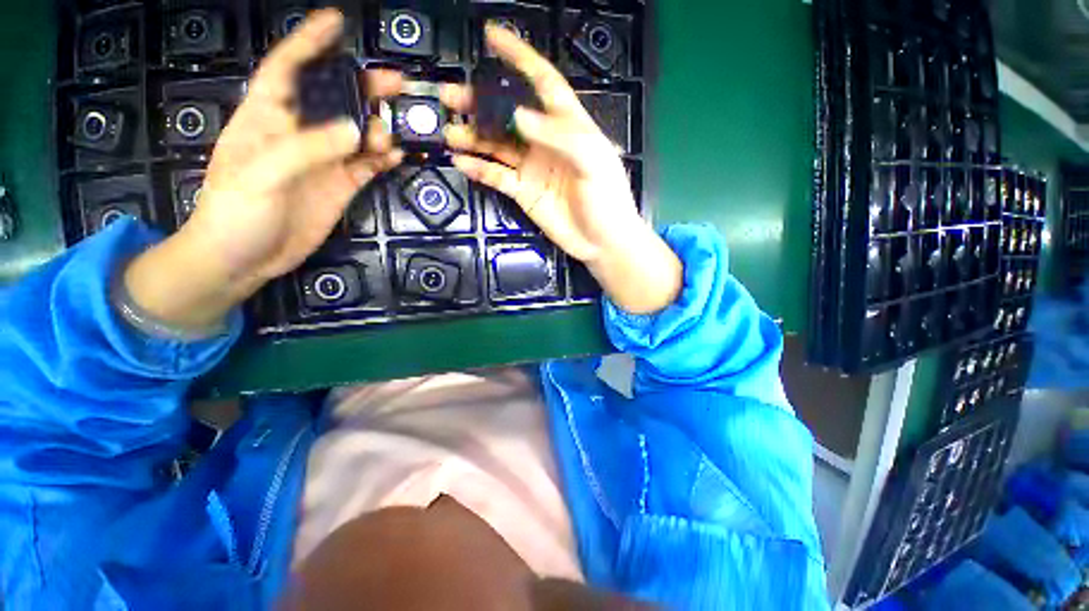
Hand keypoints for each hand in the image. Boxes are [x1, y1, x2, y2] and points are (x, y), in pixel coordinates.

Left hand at [124, 9, 402, 331]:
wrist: (244, 258)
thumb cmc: (236, 211)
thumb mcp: (262, 174)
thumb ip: (308, 149)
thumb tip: (358, 132)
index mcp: (267, 118)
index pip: (287, 69)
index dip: (310, 43)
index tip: (336, 22)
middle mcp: (300, 134)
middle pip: (335, 100)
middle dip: (363, 87)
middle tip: (396, 83)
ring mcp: (324, 161)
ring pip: (358, 134)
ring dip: (380, 129)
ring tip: (397, 131)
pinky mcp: (341, 186)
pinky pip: (368, 166)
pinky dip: (385, 160)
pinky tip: (399, 155)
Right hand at [441, 26, 681, 313]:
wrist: (601, 242)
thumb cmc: (607, 200)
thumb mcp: (594, 162)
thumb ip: (560, 136)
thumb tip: (519, 115)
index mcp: (568, 126)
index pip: (543, 82)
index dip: (519, 57)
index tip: (492, 36)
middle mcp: (545, 143)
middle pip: (508, 115)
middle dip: (480, 102)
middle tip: (450, 95)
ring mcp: (532, 168)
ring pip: (497, 146)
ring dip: (472, 136)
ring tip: (448, 129)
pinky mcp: (524, 192)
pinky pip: (497, 177)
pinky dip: (479, 169)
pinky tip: (461, 161)